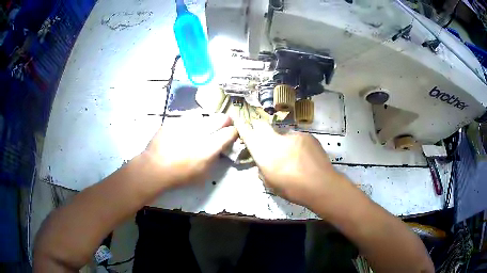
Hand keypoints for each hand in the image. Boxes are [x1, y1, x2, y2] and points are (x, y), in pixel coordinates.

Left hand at [144, 114, 237, 187]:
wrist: (154, 168)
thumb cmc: (180, 175)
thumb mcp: (203, 174)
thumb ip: (214, 158)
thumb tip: (219, 148)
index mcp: (209, 147)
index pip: (230, 132)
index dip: (233, 132)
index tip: (232, 134)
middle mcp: (200, 132)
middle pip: (221, 118)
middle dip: (225, 121)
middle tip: (223, 126)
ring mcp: (186, 124)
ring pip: (205, 115)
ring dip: (207, 120)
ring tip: (202, 127)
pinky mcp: (174, 121)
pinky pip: (188, 117)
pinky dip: (191, 122)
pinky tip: (186, 129)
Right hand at [234, 120, 344, 206]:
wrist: (321, 185)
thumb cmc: (292, 189)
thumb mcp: (271, 183)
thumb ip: (262, 170)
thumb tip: (262, 163)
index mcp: (264, 152)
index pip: (248, 134)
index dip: (241, 125)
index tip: (237, 118)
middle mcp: (275, 139)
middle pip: (262, 126)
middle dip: (260, 130)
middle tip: (268, 143)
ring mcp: (292, 135)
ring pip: (283, 135)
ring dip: (284, 143)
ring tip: (295, 158)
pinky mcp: (306, 135)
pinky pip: (297, 138)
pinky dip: (297, 145)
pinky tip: (305, 157)